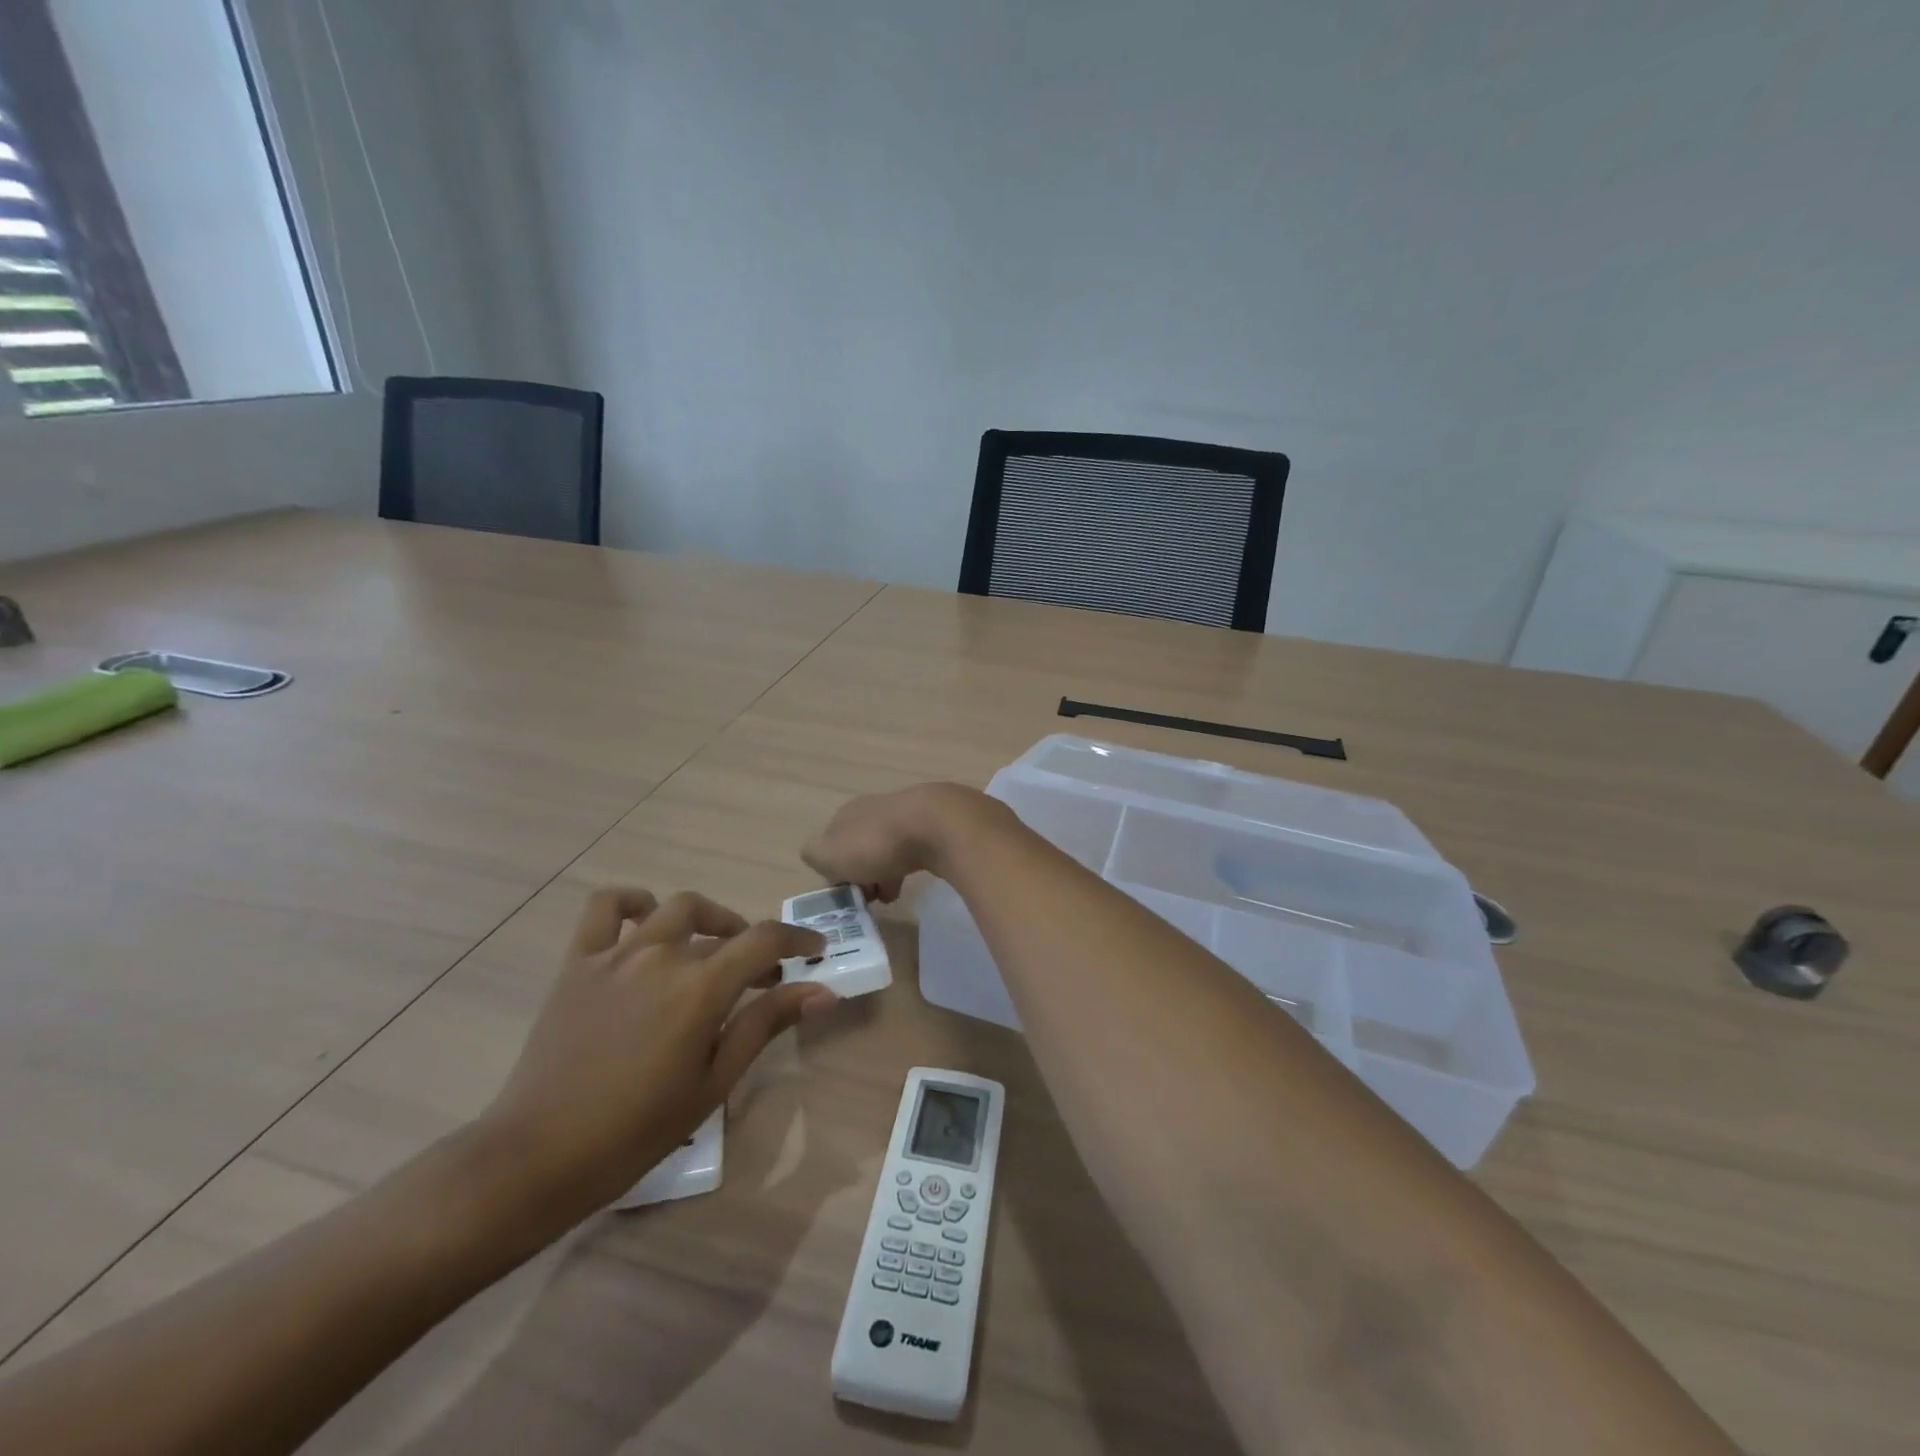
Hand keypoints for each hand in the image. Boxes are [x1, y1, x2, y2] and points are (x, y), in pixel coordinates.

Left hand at [478, 888, 835, 1221]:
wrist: (539, 1156)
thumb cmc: (636, 1130)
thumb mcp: (713, 1081)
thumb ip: (766, 1024)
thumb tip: (823, 991)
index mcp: (699, 988)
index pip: (765, 940)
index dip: (798, 939)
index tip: (816, 951)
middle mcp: (662, 956)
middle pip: (723, 929)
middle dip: (752, 945)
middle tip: (760, 978)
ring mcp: (616, 954)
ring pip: (674, 909)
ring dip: (706, 919)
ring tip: (711, 948)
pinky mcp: (579, 962)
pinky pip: (606, 908)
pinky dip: (633, 903)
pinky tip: (646, 921)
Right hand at [801, 782, 994, 899]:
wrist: (936, 825)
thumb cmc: (876, 843)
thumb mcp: (830, 853)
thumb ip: (815, 855)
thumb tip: (819, 857)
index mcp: (846, 813)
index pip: (832, 845)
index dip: (835, 872)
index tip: (845, 894)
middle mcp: (872, 809)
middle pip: (859, 847)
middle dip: (861, 875)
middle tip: (868, 899)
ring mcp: (904, 815)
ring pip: (885, 850)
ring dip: (883, 875)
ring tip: (890, 898)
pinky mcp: (931, 826)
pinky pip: (910, 851)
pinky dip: (905, 869)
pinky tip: (909, 885)